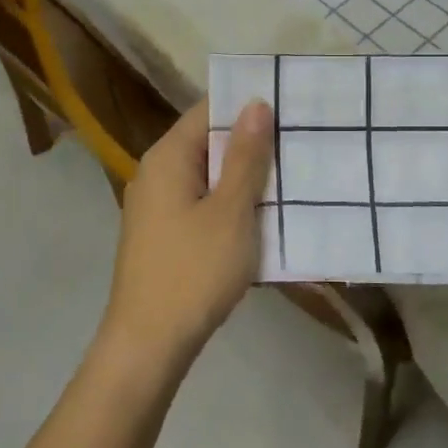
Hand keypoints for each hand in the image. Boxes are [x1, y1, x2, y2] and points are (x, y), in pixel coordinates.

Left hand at [96, 97, 274, 377]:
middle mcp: (155, 172)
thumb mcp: (231, 211)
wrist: (148, 343)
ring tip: (289, 175)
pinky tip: (260, 215)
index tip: (288, 106)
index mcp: (167, 157)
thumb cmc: (194, 271)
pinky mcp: (162, 233)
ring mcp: (155, 205)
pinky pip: (200, 202)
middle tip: (298, 141)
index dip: (246, 104)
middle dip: (250, 142)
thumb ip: (246, 157)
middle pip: (206, 141)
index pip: (207, 109)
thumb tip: (256, 103)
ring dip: (242, 176)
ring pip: (206, 175)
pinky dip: (228, 202)